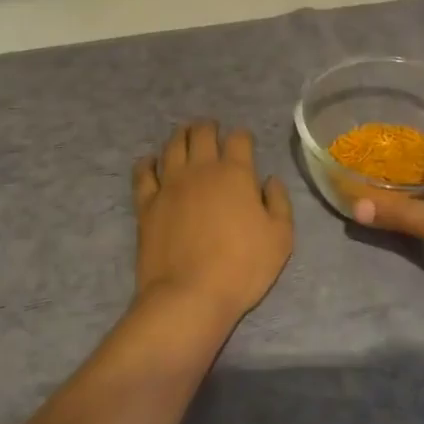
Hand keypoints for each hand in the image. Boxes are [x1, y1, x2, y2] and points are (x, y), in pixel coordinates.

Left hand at [132, 122, 293, 328]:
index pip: (239, 139)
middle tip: (211, 129)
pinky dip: (147, 162)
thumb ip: (279, 203)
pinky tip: (150, 161)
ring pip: (173, 146)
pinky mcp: (147, 204)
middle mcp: (201, 169)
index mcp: (235, 173)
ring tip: (185, 134)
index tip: (245, 142)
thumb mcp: (280, 238)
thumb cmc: (241, 267)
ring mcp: (170, 184)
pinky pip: (143, 173)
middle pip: (202, 133)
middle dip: (209, 127)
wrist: (189, 296)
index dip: (243, 136)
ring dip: (181, 136)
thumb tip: (270, 180)